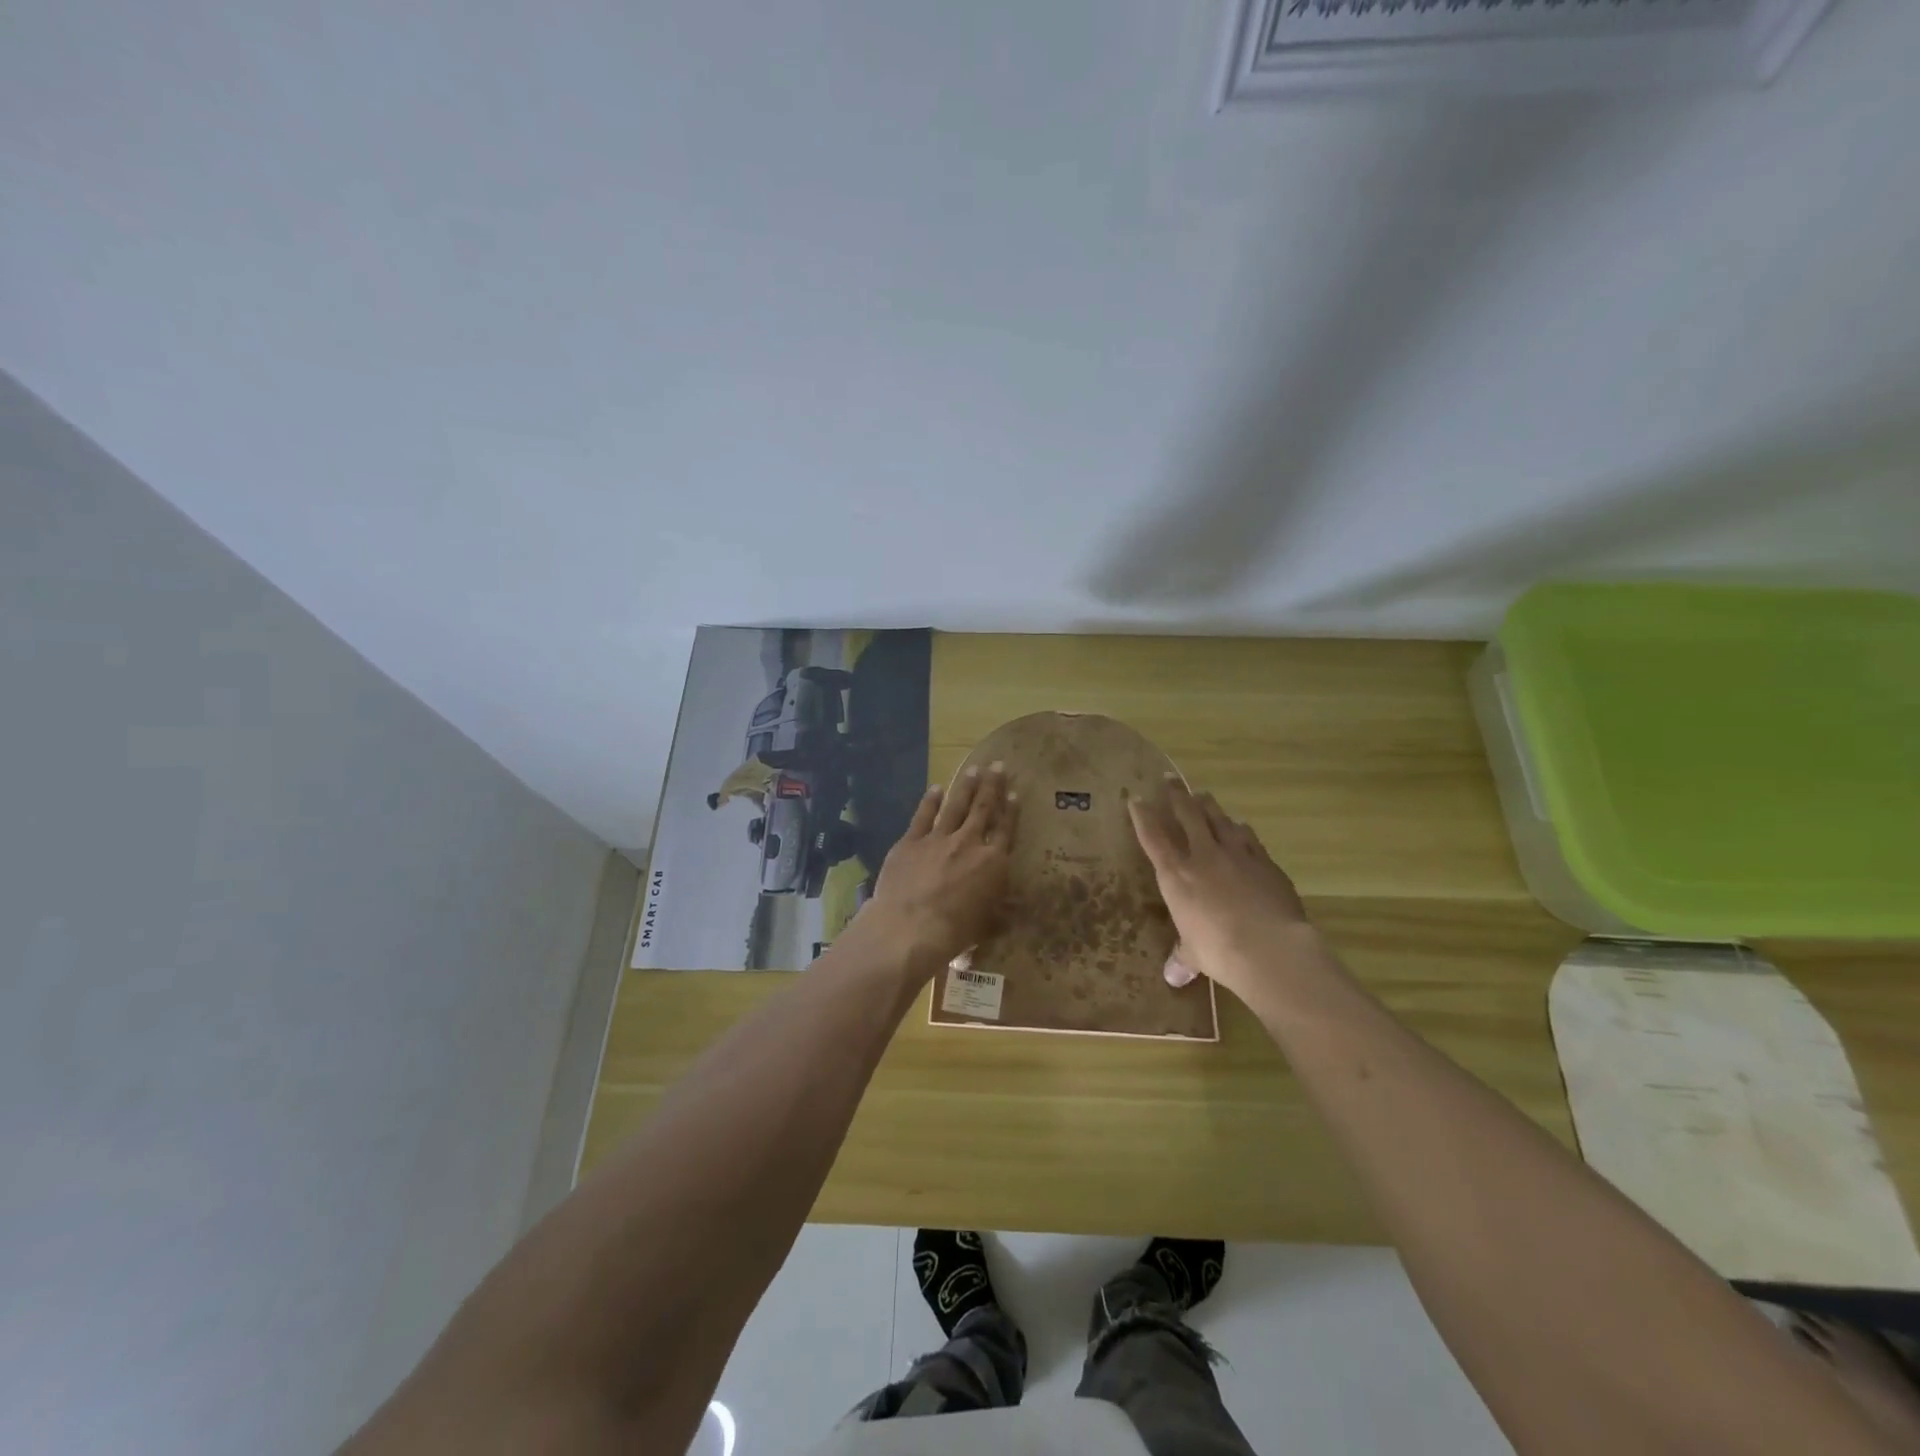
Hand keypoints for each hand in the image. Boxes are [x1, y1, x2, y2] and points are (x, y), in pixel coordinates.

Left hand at [863, 763, 1016, 971]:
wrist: (910, 928)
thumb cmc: (955, 932)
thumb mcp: (987, 925)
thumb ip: (1001, 911)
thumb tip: (1016, 908)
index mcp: (992, 863)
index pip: (1005, 830)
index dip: (1010, 811)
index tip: (1014, 792)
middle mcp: (968, 843)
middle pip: (983, 809)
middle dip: (991, 786)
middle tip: (997, 765)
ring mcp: (938, 839)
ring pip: (956, 806)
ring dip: (966, 787)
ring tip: (973, 769)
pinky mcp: (910, 842)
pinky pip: (923, 816)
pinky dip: (930, 801)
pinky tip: (936, 788)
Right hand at [1127, 776, 1310, 1002]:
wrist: (1270, 947)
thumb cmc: (1219, 950)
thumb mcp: (1195, 954)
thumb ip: (1183, 957)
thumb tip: (1173, 977)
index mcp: (1176, 875)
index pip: (1154, 837)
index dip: (1143, 816)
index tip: (1136, 798)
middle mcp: (1203, 856)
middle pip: (1187, 815)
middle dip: (1176, 795)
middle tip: (1170, 779)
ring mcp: (1237, 854)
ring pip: (1218, 819)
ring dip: (1208, 805)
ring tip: (1202, 795)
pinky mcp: (1265, 861)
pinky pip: (1248, 837)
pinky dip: (1240, 829)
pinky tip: (1240, 826)